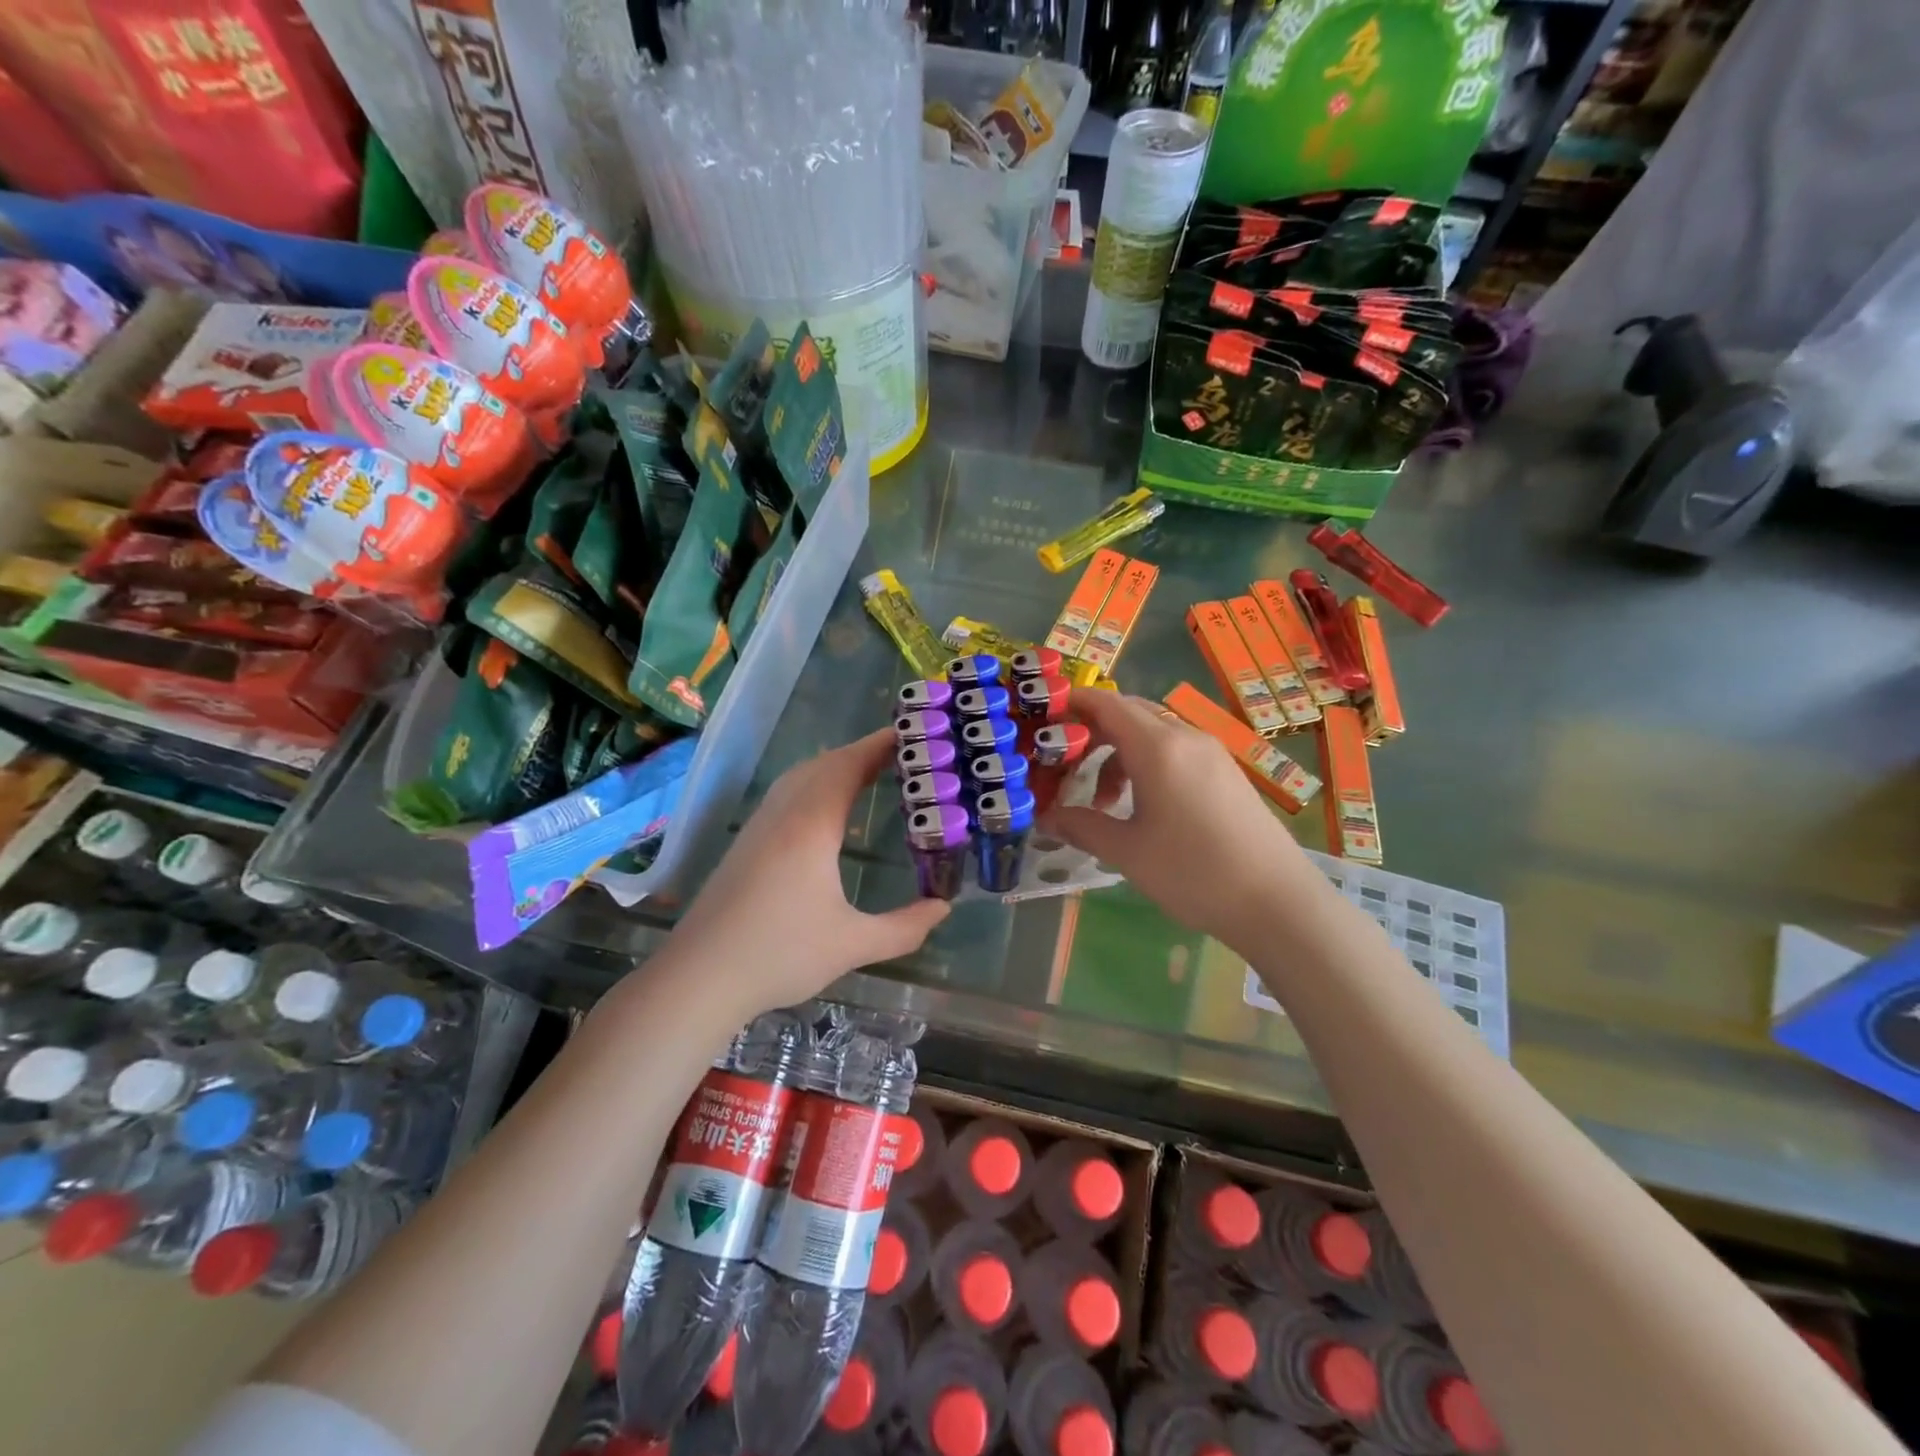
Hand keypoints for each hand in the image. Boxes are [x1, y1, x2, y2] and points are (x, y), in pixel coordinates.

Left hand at [662, 729, 950, 1018]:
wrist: (699, 977)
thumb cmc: (779, 955)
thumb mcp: (852, 945)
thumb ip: (904, 928)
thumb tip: (943, 908)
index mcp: (811, 826)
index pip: (848, 767)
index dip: (879, 746)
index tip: (911, 733)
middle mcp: (783, 815)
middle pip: (824, 764)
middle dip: (862, 752)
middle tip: (902, 754)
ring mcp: (759, 826)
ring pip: (800, 776)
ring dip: (835, 766)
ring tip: (870, 772)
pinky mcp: (746, 843)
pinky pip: (786, 793)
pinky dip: (814, 783)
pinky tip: (825, 808)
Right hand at [1044, 691, 1319, 948]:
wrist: (1277, 902)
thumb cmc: (1193, 872)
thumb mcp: (1126, 852)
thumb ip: (1081, 826)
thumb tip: (1045, 818)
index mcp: (1158, 748)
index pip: (1107, 704)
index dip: (1073, 704)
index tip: (1044, 718)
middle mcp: (1186, 737)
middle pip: (1130, 713)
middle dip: (1092, 731)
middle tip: (1064, 763)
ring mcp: (1211, 753)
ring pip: (1153, 732)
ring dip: (1119, 753)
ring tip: (1105, 800)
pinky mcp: (1226, 772)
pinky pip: (1176, 750)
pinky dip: (1147, 763)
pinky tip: (1143, 806)